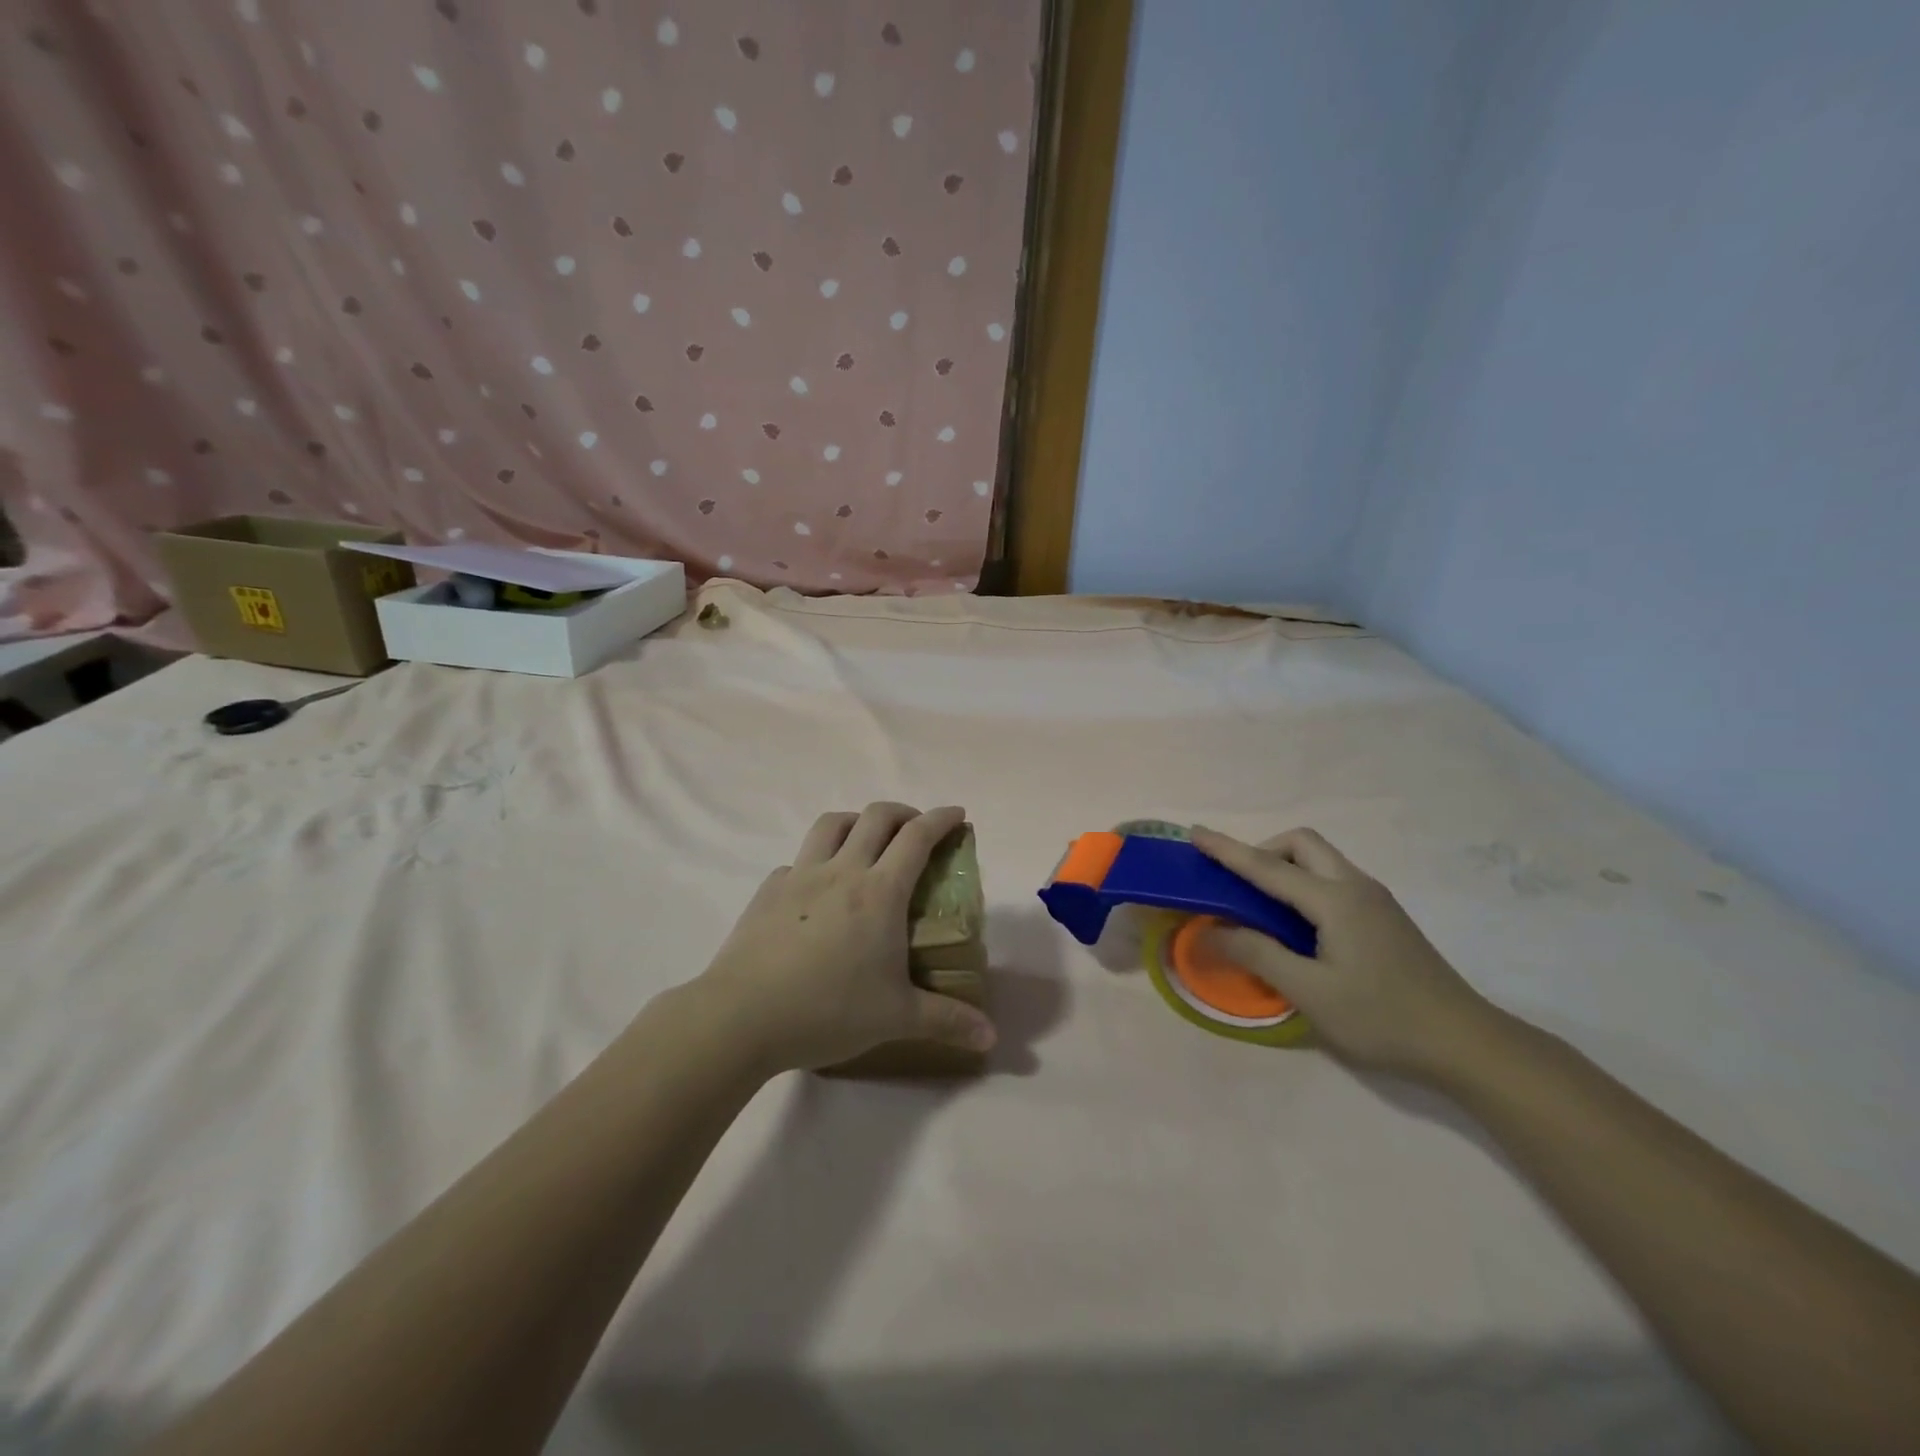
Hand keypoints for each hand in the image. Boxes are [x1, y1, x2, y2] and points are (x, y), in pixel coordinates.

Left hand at [694, 803, 997, 1073]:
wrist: (742, 1017)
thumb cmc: (828, 1010)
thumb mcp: (897, 1018)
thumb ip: (947, 1022)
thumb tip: (990, 1038)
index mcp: (879, 892)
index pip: (917, 838)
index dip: (941, 819)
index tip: (957, 815)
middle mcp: (841, 871)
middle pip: (876, 817)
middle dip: (903, 812)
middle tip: (916, 829)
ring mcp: (799, 876)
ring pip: (831, 824)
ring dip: (857, 821)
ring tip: (867, 841)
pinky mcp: (768, 891)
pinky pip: (798, 860)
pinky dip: (816, 860)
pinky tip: (817, 889)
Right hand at [1190, 827, 1498, 1082]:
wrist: (1466, 1044)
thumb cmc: (1383, 1018)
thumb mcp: (1311, 993)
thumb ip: (1258, 955)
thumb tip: (1211, 932)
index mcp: (1335, 900)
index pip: (1267, 867)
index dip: (1227, 850)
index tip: (1195, 832)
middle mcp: (1356, 887)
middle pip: (1301, 844)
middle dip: (1262, 850)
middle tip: (1237, 884)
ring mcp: (1375, 900)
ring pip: (1319, 860)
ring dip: (1283, 867)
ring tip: (1260, 906)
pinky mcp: (1384, 917)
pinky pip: (1331, 880)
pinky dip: (1302, 885)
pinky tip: (1296, 925)